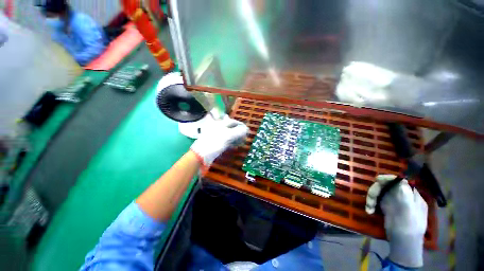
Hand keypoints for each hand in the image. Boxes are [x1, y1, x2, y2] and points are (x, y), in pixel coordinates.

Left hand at [190, 116, 248, 167]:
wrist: (201, 154)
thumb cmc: (215, 142)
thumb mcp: (228, 136)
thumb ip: (238, 131)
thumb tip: (246, 129)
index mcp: (220, 123)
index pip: (233, 121)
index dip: (241, 125)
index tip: (247, 130)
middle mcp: (218, 127)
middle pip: (230, 127)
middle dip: (238, 131)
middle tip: (244, 136)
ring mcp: (216, 135)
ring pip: (228, 133)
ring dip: (235, 137)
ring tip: (240, 141)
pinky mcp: (215, 142)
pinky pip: (225, 140)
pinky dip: (230, 142)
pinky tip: (234, 145)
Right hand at [366, 174, 427, 267]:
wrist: (403, 243)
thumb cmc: (409, 227)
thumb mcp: (410, 210)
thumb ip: (406, 195)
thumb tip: (401, 179)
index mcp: (411, 195)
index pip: (400, 181)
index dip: (389, 178)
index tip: (378, 180)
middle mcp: (402, 196)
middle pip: (386, 186)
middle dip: (376, 190)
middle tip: (370, 198)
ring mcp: (393, 201)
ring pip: (379, 192)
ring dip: (371, 198)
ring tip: (369, 208)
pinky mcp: (385, 207)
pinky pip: (376, 200)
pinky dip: (371, 204)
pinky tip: (370, 211)